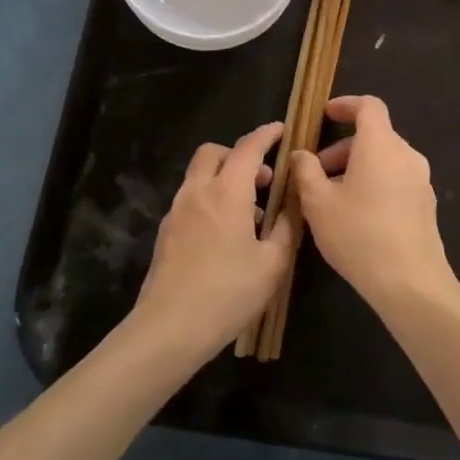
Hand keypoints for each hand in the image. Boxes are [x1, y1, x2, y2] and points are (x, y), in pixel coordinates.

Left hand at [133, 122, 294, 360]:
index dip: (266, 135)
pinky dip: (210, 200)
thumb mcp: (272, 263)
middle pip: (213, 153)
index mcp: (227, 192)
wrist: (169, 329)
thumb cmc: (228, 293)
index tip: (281, 130)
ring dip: (224, 179)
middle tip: (263, 179)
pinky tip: (226, 235)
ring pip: (199, 176)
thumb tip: (293, 204)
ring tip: (250, 213)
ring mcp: (177, 212)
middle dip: (238, 154)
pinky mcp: (166, 233)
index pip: (248, 148)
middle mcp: (198, 192)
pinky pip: (191, 200)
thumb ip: (286, 227)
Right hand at [290, 96, 457, 309]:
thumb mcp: (318, 203)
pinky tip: (357, 217)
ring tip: (332, 199)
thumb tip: (301, 154)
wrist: (410, 282)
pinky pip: (396, 180)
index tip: (325, 115)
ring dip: (357, 168)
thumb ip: (306, 171)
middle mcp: (406, 155)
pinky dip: (375, 184)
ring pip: (384, 160)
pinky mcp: (426, 204)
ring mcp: (421, 180)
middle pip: (374, 136)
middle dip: (342, 149)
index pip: (368, 106)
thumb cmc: (359, 234)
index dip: (346, 105)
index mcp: (381, 145)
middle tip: (316, 174)